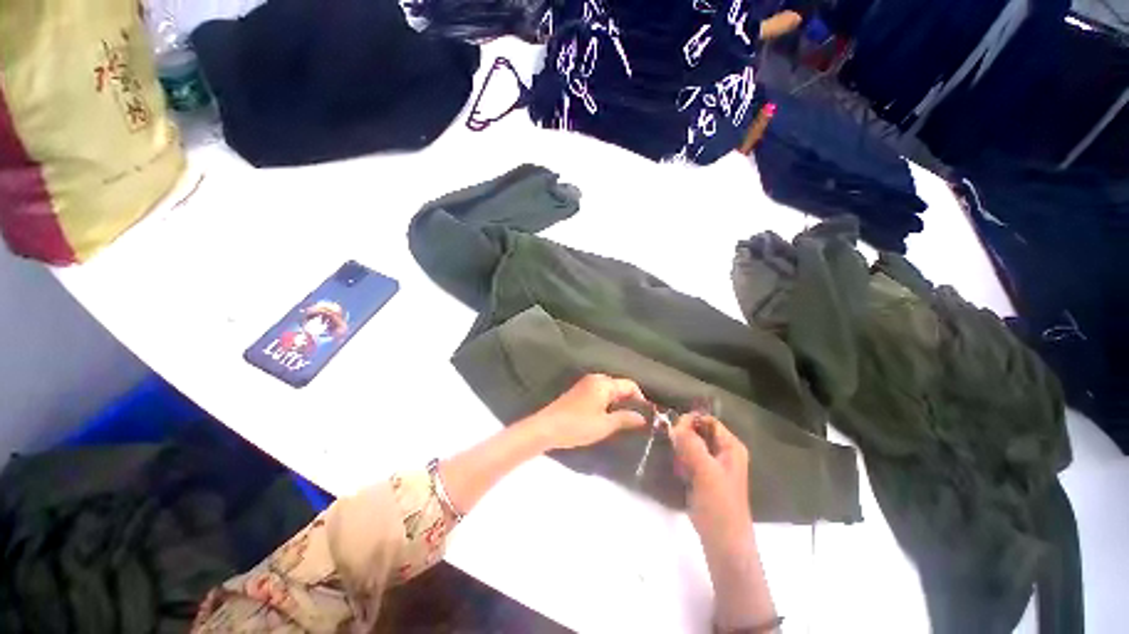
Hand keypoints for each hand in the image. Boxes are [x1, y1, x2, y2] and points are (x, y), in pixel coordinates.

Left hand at [525, 374, 647, 449]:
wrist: (547, 428)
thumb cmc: (578, 425)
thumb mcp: (605, 425)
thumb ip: (625, 419)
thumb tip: (642, 417)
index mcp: (604, 383)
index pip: (630, 385)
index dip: (641, 398)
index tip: (647, 415)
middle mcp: (595, 379)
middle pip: (619, 386)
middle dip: (629, 400)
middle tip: (636, 419)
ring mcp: (585, 384)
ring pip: (609, 390)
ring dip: (618, 402)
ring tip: (624, 420)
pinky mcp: (578, 392)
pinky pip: (599, 393)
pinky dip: (607, 402)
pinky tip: (607, 416)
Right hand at [670, 413, 753, 559]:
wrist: (724, 544)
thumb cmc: (719, 505)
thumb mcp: (705, 470)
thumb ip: (690, 443)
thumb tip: (675, 422)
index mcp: (731, 447)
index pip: (708, 421)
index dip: (690, 421)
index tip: (672, 430)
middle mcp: (724, 453)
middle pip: (698, 432)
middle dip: (684, 438)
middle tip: (674, 451)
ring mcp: (714, 466)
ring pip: (691, 446)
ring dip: (681, 452)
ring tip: (678, 466)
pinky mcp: (704, 478)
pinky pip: (689, 460)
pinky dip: (682, 463)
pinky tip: (679, 474)